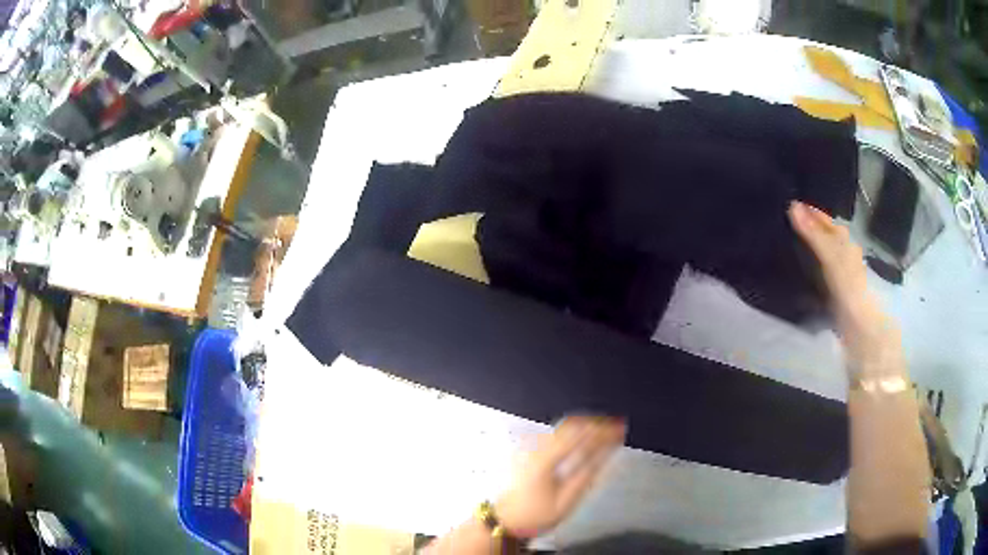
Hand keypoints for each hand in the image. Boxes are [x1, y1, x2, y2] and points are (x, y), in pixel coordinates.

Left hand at [495, 416, 625, 538]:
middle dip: (596, 423)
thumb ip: (585, 477)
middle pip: (570, 425)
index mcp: (545, 461)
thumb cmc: (535, 515)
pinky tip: (585, 434)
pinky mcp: (528, 450)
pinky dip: (574, 429)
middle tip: (617, 427)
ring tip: (606, 428)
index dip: (601, 430)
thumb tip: (606, 456)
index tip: (620, 429)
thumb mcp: (565, 502)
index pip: (578, 437)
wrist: (504, 520)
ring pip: (562, 426)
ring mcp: (530, 446)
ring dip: (586, 424)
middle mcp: (536, 447)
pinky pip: (555, 432)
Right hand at [788, 201, 901, 371]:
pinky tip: (806, 274)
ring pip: (827, 257)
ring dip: (813, 248)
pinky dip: (814, 270)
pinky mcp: (838, 300)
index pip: (828, 224)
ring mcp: (843, 281)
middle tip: (789, 221)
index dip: (813, 213)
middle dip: (813, 227)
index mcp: (846, 247)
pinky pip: (824, 276)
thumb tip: (793, 206)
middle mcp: (846, 259)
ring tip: (794, 243)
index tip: (792, 204)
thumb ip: (816, 238)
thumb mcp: (834, 261)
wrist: (865, 338)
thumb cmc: (851, 294)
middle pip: (830, 238)